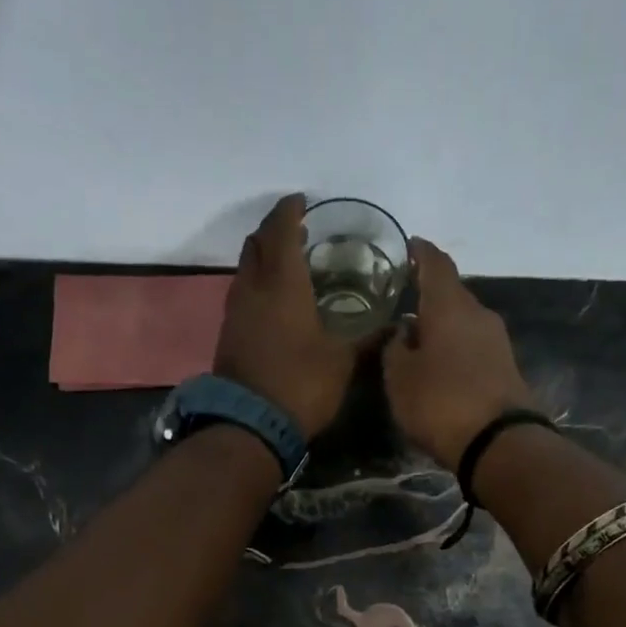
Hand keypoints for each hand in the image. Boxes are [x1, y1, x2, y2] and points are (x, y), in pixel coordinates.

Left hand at [214, 194, 353, 440]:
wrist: (251, 425)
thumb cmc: (302, 384)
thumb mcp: (343, 361)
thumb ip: (368, 338)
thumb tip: (396, 325)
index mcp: (283, 283)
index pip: (281, 230)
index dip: (290, 211)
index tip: (303, 202)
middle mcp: (253, 288)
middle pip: (256, 242)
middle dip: (274, 230)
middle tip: (297, 231)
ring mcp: (236, 311)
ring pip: (245, 268)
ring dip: (263, 257)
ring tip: (288, 263)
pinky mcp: (229, 333)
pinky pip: (242, 292)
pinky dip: (257, 283)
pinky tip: (276, 300)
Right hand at [381, 238, 537, 469]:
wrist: (499, 442)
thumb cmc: (440, 402)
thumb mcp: (400, 378)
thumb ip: (396, 349)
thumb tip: (404, 332)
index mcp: (449, 306)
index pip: (435, 264)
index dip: (421, 252)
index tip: (408, 245)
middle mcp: (478, 314)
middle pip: (452, 294)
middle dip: (429, 294)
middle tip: (405, 297)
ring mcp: (497, 341)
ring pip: (464, 321)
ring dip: (442, 324)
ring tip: (418, 334)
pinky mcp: (506, 367)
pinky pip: (474, 345)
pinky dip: (455, 346)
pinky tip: (440, 361)